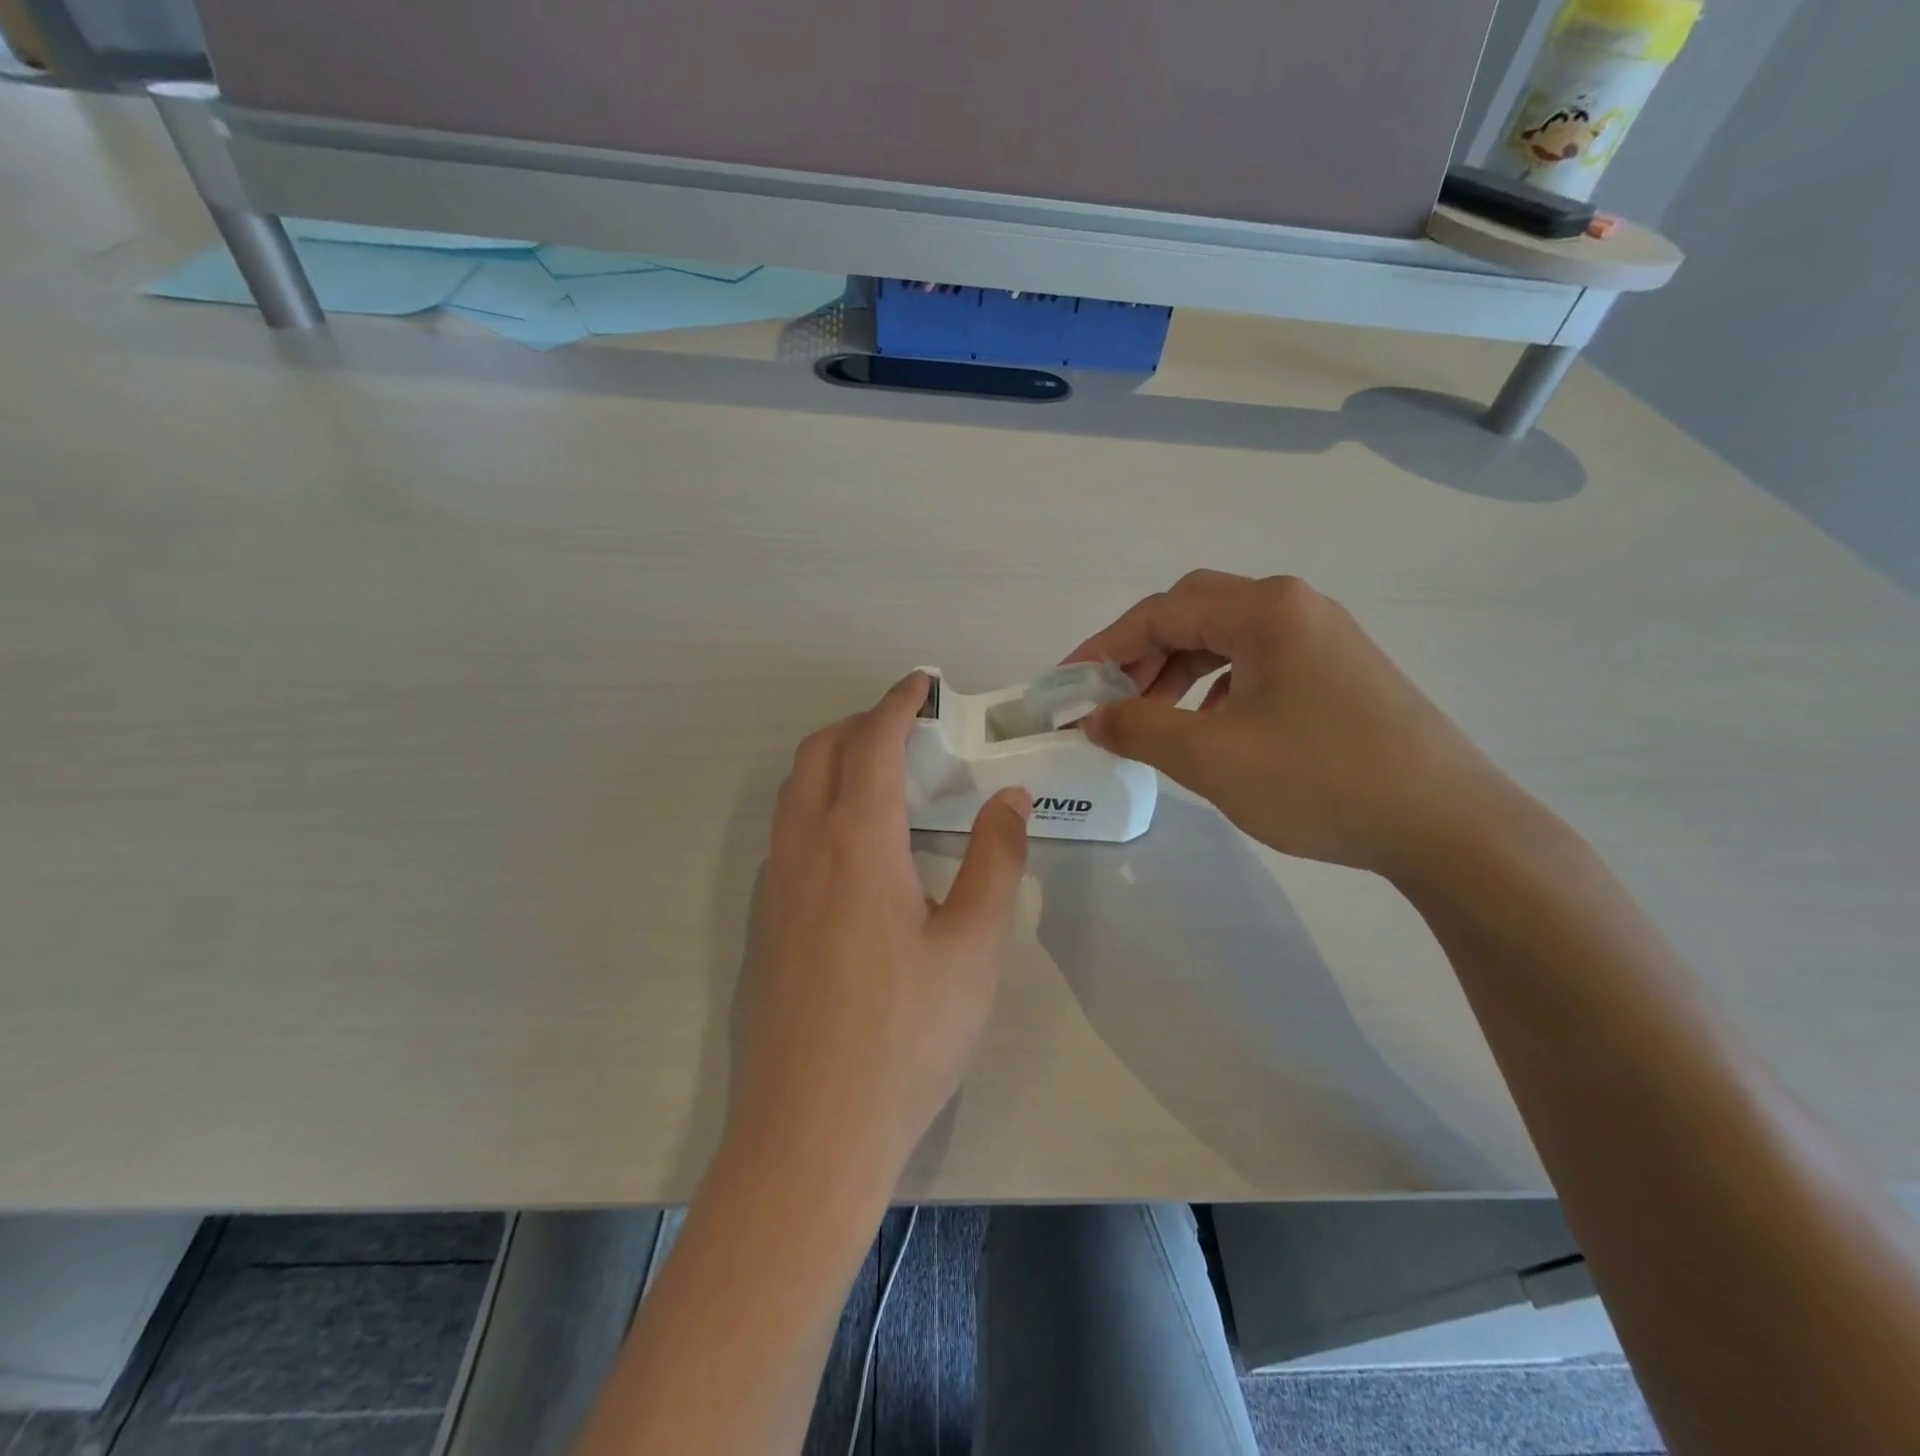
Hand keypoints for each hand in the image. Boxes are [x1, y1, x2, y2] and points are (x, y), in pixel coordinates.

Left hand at [725, 672, 1033, 1193]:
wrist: (810, 1134)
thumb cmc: (907, 1036)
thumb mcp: (974, 947)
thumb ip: (996, 862)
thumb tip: (1010, 799)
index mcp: (856, 842)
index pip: (872, 743)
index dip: (897, 703)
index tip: (921, 682)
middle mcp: (802, 850)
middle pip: (819, 754)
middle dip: (860, 723)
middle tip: (907, 727)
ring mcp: (771, 889)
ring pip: (793, 794)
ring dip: (833, 764)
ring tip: (882, 778)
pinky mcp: (761, 926)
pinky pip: (785, 836)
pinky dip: (817, 808)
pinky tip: (854, 851)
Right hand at [1069, 571, 1515, 877]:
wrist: (1448, 827)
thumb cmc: (1321, 780)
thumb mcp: (1212, 757)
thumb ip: (1139, 729)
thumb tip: (1093, 717)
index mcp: (1265, 610)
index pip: (1160, 612)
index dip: (1104, 647)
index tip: (1068, 684)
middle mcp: (1295, 608)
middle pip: (1194, 614)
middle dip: (1141, 655)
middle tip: (1110, 700)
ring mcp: (1324, 639)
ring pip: (1226, 641)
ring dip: (1178, 673)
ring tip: (1153, 719)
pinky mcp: (1340, 673)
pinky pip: (1258, 665)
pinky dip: (1218, 688)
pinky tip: (1212, 728)